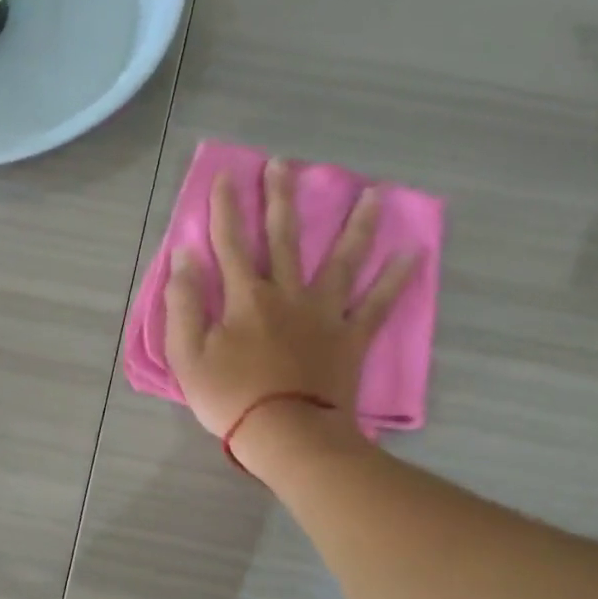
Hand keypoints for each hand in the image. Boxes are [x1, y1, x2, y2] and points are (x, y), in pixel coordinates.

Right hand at [165, 155, 417, 442]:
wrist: (287, 434)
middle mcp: (288, 293)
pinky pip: (378, 305)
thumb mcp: (187, 355)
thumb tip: (184, 257)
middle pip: (284, 238)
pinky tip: (414, 254)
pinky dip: (396, 280)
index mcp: (246, 297)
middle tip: (284, 164)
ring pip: (342, 260)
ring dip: (356, 225)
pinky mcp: (351, 338)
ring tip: (374, 194)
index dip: (225, 208)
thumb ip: (183, 304)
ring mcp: (325, 314)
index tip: (226, 176)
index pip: (231, 243)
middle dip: (281, 198)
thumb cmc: (230, 398)